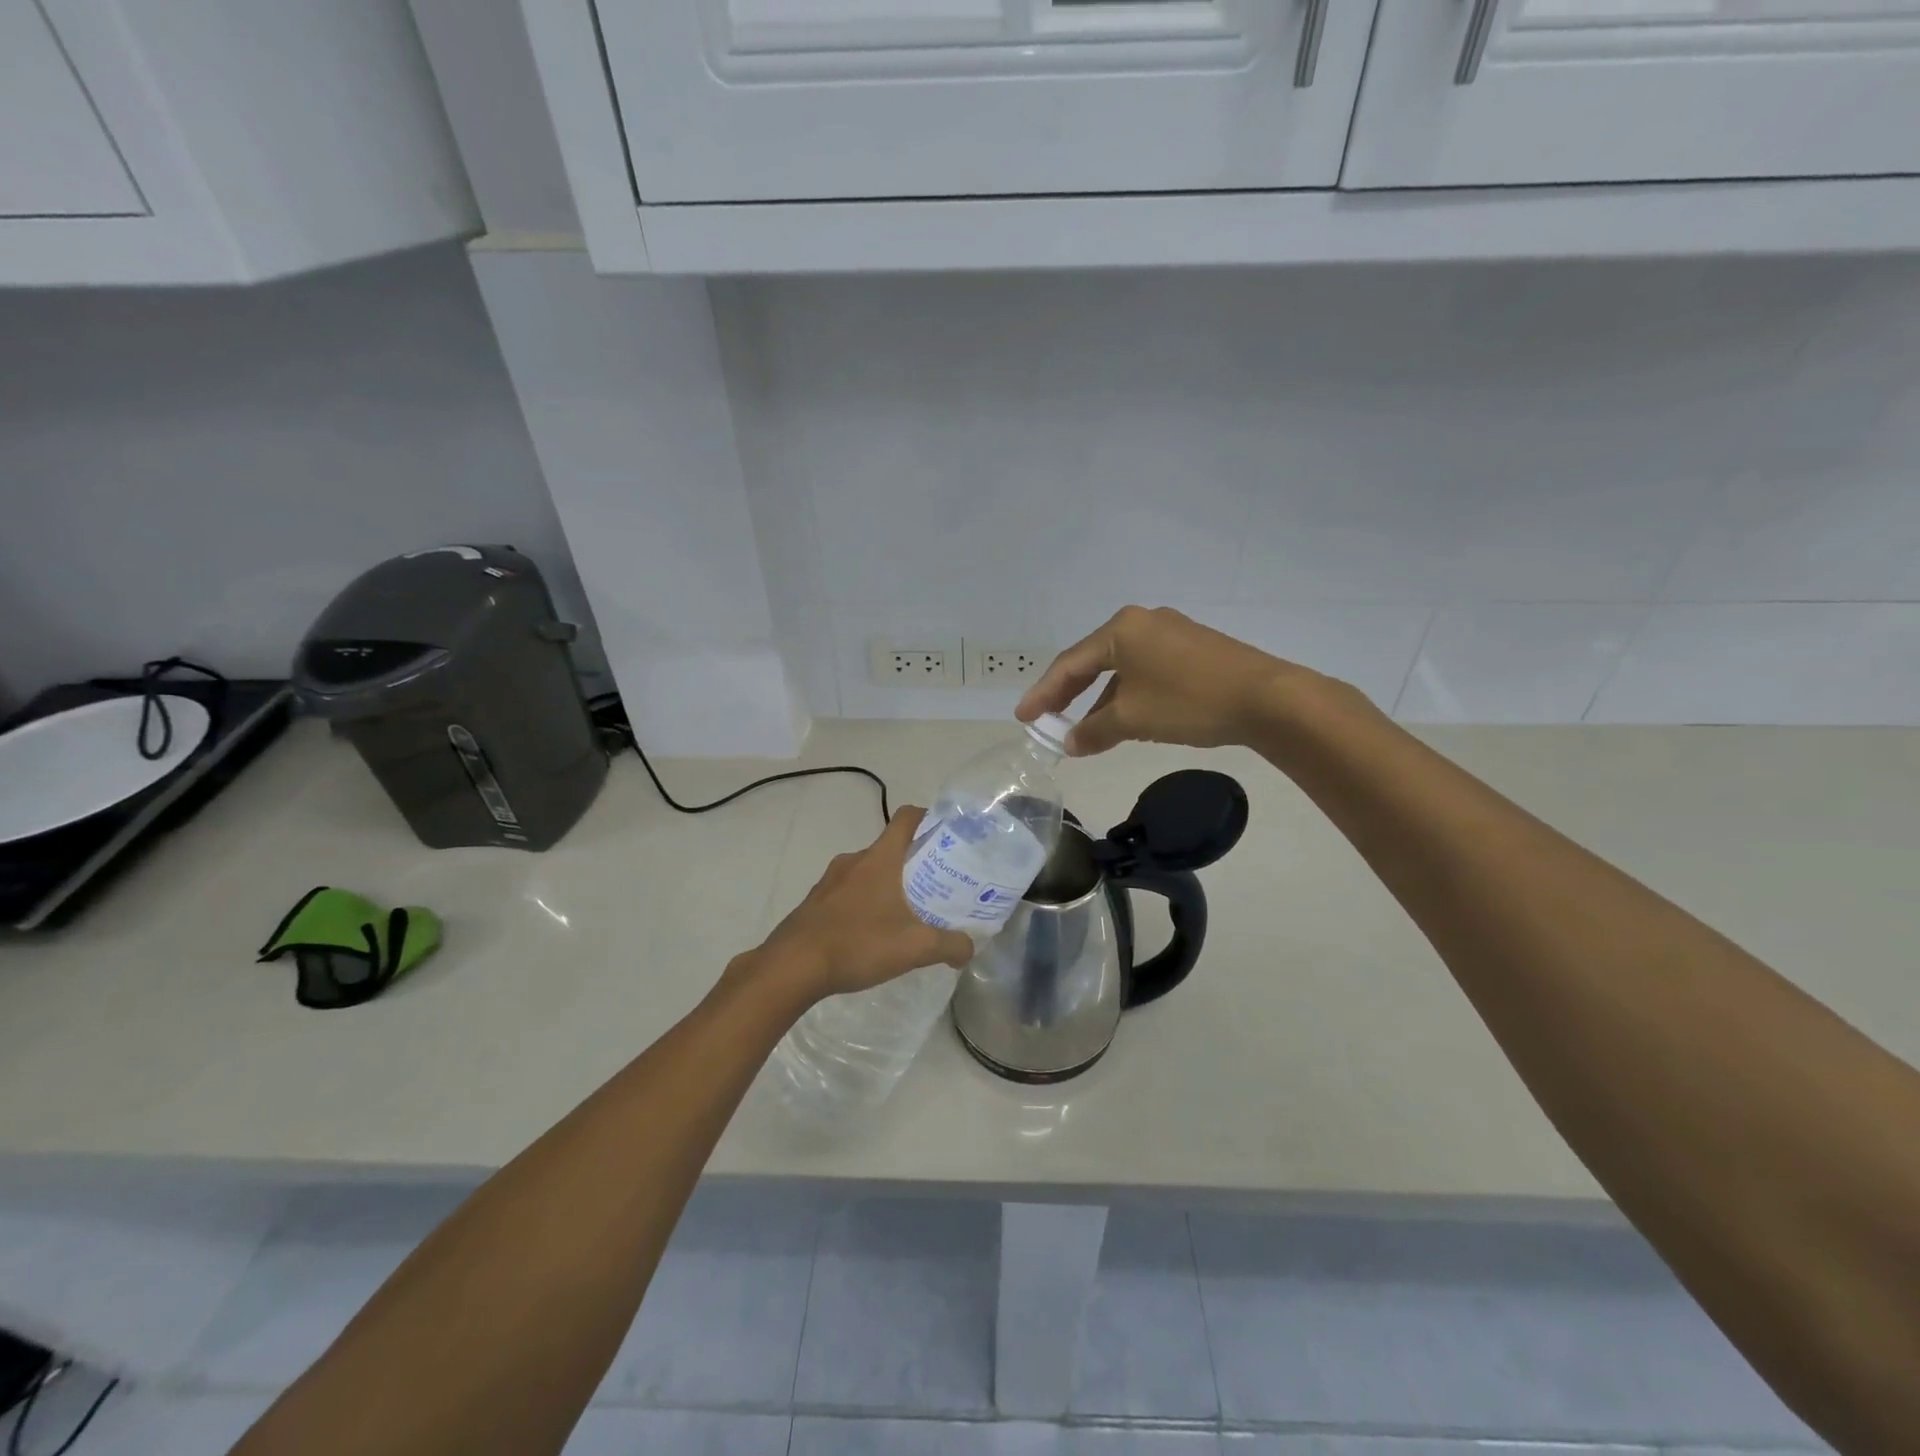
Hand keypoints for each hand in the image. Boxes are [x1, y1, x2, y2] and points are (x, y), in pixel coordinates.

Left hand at [750, 807, 972, 1003]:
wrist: (791, 967)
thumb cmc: (857, 944)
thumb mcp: (914, 948)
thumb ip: (949, 945)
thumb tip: (969, 947)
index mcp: (879, 859)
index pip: (906, 818)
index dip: (929, 818)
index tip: (948, 835)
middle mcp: (854, 860)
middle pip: (890, 847)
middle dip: (915, 861)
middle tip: (938, 884)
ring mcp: (830, 880)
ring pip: (869, 871)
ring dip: (889, 883)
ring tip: (908, 911)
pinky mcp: (816, 902)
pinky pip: (849, 891)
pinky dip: (866, 901)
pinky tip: (874, 932)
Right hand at [1017, 605, 1307, 755]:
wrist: (1267, 699)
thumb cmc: (1189, 701)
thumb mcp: (1133, 719)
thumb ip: (1094, 730)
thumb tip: (1070, 744)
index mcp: (1121, 629)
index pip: (1069, 664)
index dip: (1043, 694)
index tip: (1023, 718)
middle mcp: (1142, 622)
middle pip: (1092, 661)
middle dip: (1067, 693)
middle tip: (1045, 718)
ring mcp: (1170, 633)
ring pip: (1121, 668)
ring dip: (1099, 699)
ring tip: (1082, 729)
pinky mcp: (1192, 648)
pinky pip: (1145, 671)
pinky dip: (1127, 695)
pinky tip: (1123, 718)